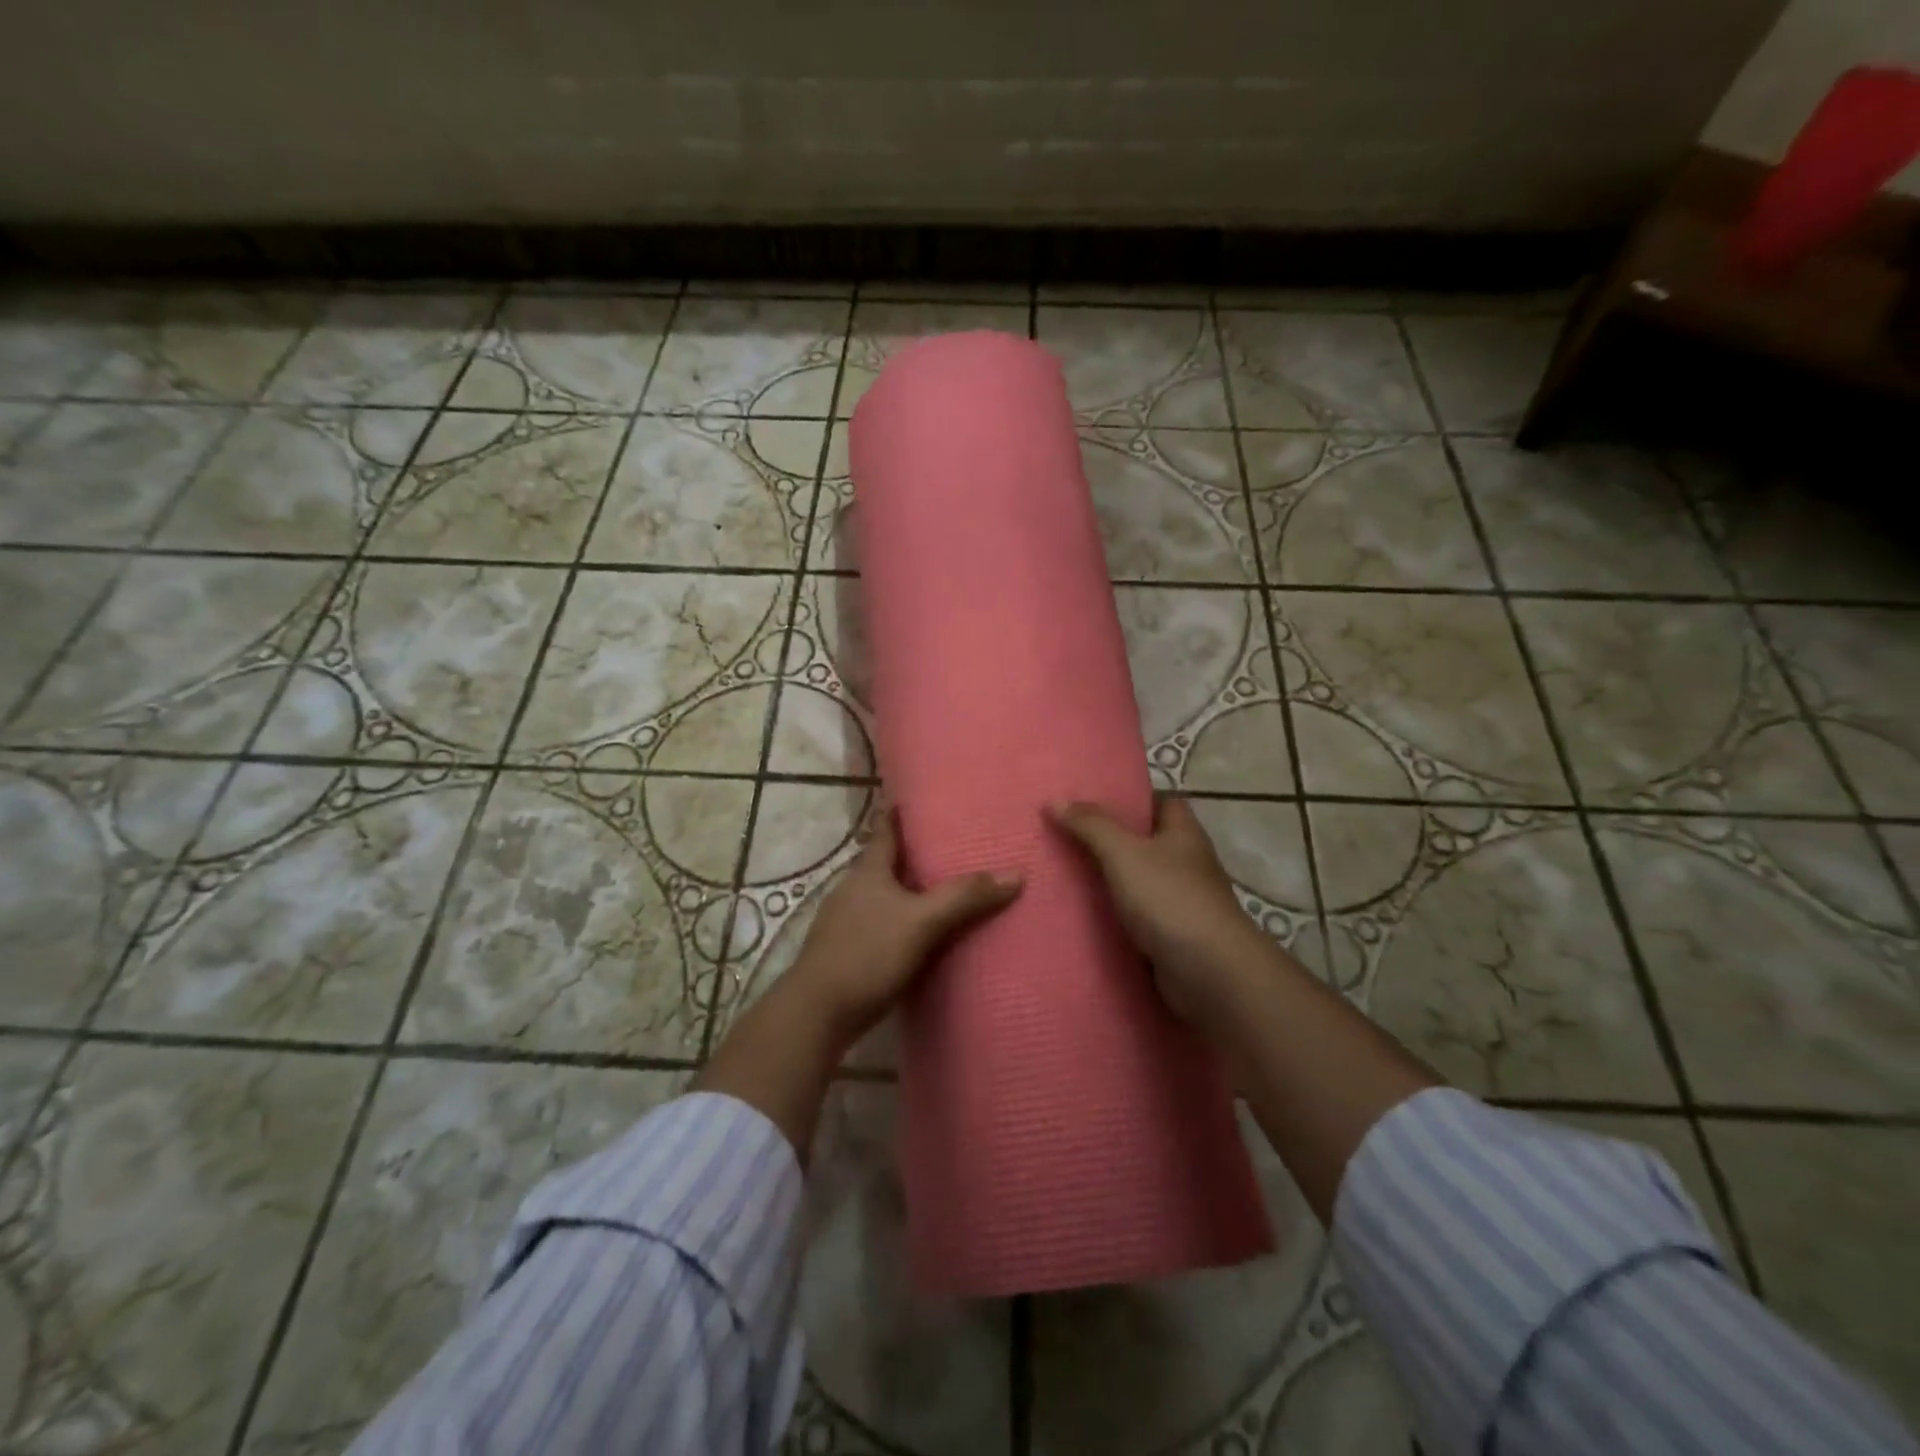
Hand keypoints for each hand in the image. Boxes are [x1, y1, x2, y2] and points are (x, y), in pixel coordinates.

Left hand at [787, 808, 1022, 1042]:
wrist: (817, 1012)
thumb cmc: (868, 954)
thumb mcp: (922, 922)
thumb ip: (965, 897)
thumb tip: (1015, 874)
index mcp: (868, 872)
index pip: (884, 830)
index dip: (895, 813)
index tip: (909, 796)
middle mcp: (852, 889)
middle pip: (883, 863)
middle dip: (909, 854)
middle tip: (944, 846)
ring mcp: (844, 922)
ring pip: (880, 896)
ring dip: (904, 891)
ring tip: (938, 890)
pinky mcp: (845, 952)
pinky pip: (878, 925)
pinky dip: (898, 922)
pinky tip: (916, 936)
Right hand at [1047, 796, 1271, 1030]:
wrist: (1209, 973)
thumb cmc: (1170, 899)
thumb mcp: (1123, 853)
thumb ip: (1091, 825)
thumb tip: (1055, 799)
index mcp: (1184, 834)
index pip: (1163, 802)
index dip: (1133, 797)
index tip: (1094, 798)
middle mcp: (1188, 864)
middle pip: (1148, 842)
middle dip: (1113, 839)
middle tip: (1068, 834)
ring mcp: (1183, 902)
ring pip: (1141, 881)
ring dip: (1112, 880)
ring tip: (1065, 872)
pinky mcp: (1174, 936)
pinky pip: (1139, 917)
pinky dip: (1117, 916)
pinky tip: (1085, 915)